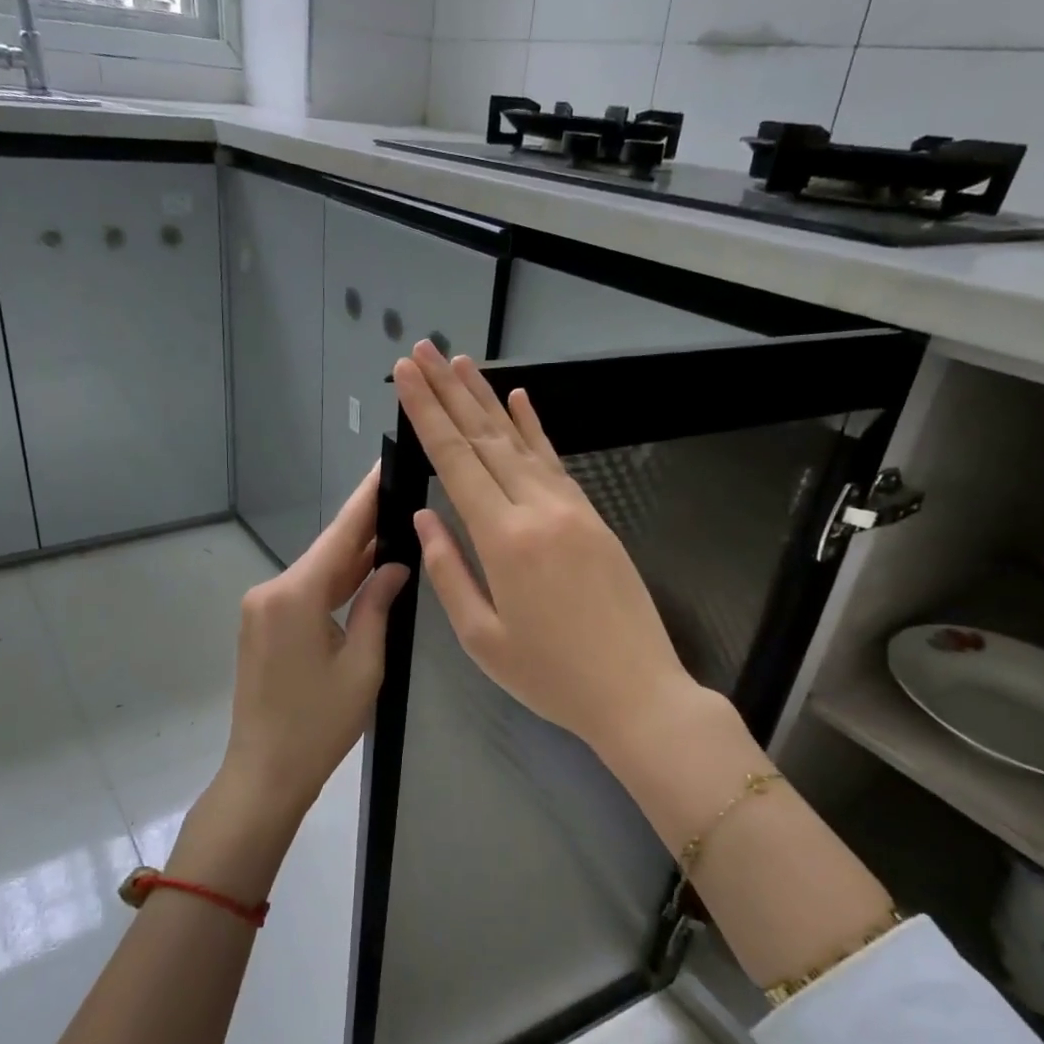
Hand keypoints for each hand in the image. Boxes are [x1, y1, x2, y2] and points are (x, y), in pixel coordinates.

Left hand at [219, 466, 409, 816]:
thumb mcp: (363, 664)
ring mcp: (262, 609)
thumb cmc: (319, 724)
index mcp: (295, 595)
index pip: (340, 535)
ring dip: (353, 560)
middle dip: (366, 529)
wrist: (265, 773)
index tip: (384, 464)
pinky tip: (365, 574)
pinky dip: (334, 586)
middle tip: (403, 498)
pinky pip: (305, 594)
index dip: (366, 499)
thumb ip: (377, 605)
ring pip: (317, 574)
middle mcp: (271, 591)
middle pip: (328, 552)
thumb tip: (395, 565)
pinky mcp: (262, 626)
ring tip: (394, 532)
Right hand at [391, 340, 703, 767]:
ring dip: (487, 399)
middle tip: (421, 351)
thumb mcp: (482, 638)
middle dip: (449, 391)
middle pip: (485, 438)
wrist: (638, 692)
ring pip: (520, 442)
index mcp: (504, 540)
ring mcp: (571, 509)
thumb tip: (424, 518)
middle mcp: (538, 510)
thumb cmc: (551, 676)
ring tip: (461, 362)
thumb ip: (449, 571)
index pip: (456, 461)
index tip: (406, 375)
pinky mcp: (593, 517)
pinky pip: (555, 462)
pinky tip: (520, 400)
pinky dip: (535, 428)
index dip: (427, 414)